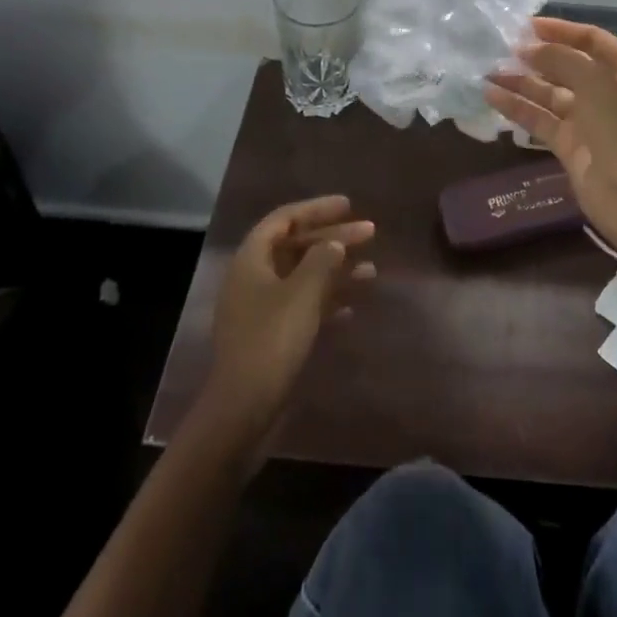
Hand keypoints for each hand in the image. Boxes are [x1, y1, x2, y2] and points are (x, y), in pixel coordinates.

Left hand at [202, 196, 375, 445]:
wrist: (244, 411)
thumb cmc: (272, 341)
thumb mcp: (303, 293)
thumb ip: (322, 260)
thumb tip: (334, 244)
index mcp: (251, 259)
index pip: (284, 219)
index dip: (316, 209)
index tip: (348, 206)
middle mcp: (253, 278)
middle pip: (297, 246)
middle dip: (333, 238)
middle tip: (370, 232)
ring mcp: (261, 310)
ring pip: (303, 277)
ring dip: (336, 271)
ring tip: (372, 271)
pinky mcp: (270, 337)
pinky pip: (303, 306)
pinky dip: (327, 301)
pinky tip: (352, 307)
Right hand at [486, 18, 616, 256]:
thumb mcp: (595, 83)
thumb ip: (561, 58)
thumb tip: (528, 47)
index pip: (592, 40)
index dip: (561, 30)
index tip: (527, 25)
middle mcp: (608, 92)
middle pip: (568, 66)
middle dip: (537, 56)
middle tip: (501, 47)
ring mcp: (588, 120)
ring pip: (550, 93)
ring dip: (521, 81)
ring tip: (488, 70)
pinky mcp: (569, 144)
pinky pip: (540, 119)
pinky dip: (517, 107)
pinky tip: (491, 95)